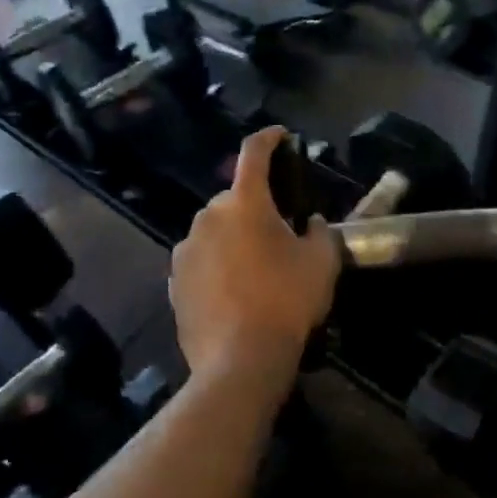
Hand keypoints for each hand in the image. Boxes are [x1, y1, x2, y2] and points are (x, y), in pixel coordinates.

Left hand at [169, 127, 340, 382]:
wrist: (239, 361)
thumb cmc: (286, 302)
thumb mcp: (322, 263)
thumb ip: (320, 231)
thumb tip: (310, 223)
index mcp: (244, 203)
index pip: (253, 154)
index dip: (268, 139)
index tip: (280, 136)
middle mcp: (208, 217)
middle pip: (234, 198)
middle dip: (255, 206)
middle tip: (278, 231)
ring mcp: (185, 249)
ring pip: (214, 230)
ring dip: (233, 237)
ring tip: (255, 268)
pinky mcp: (174, 281)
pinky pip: (200, 260)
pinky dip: (215, 264)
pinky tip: (233, 291)